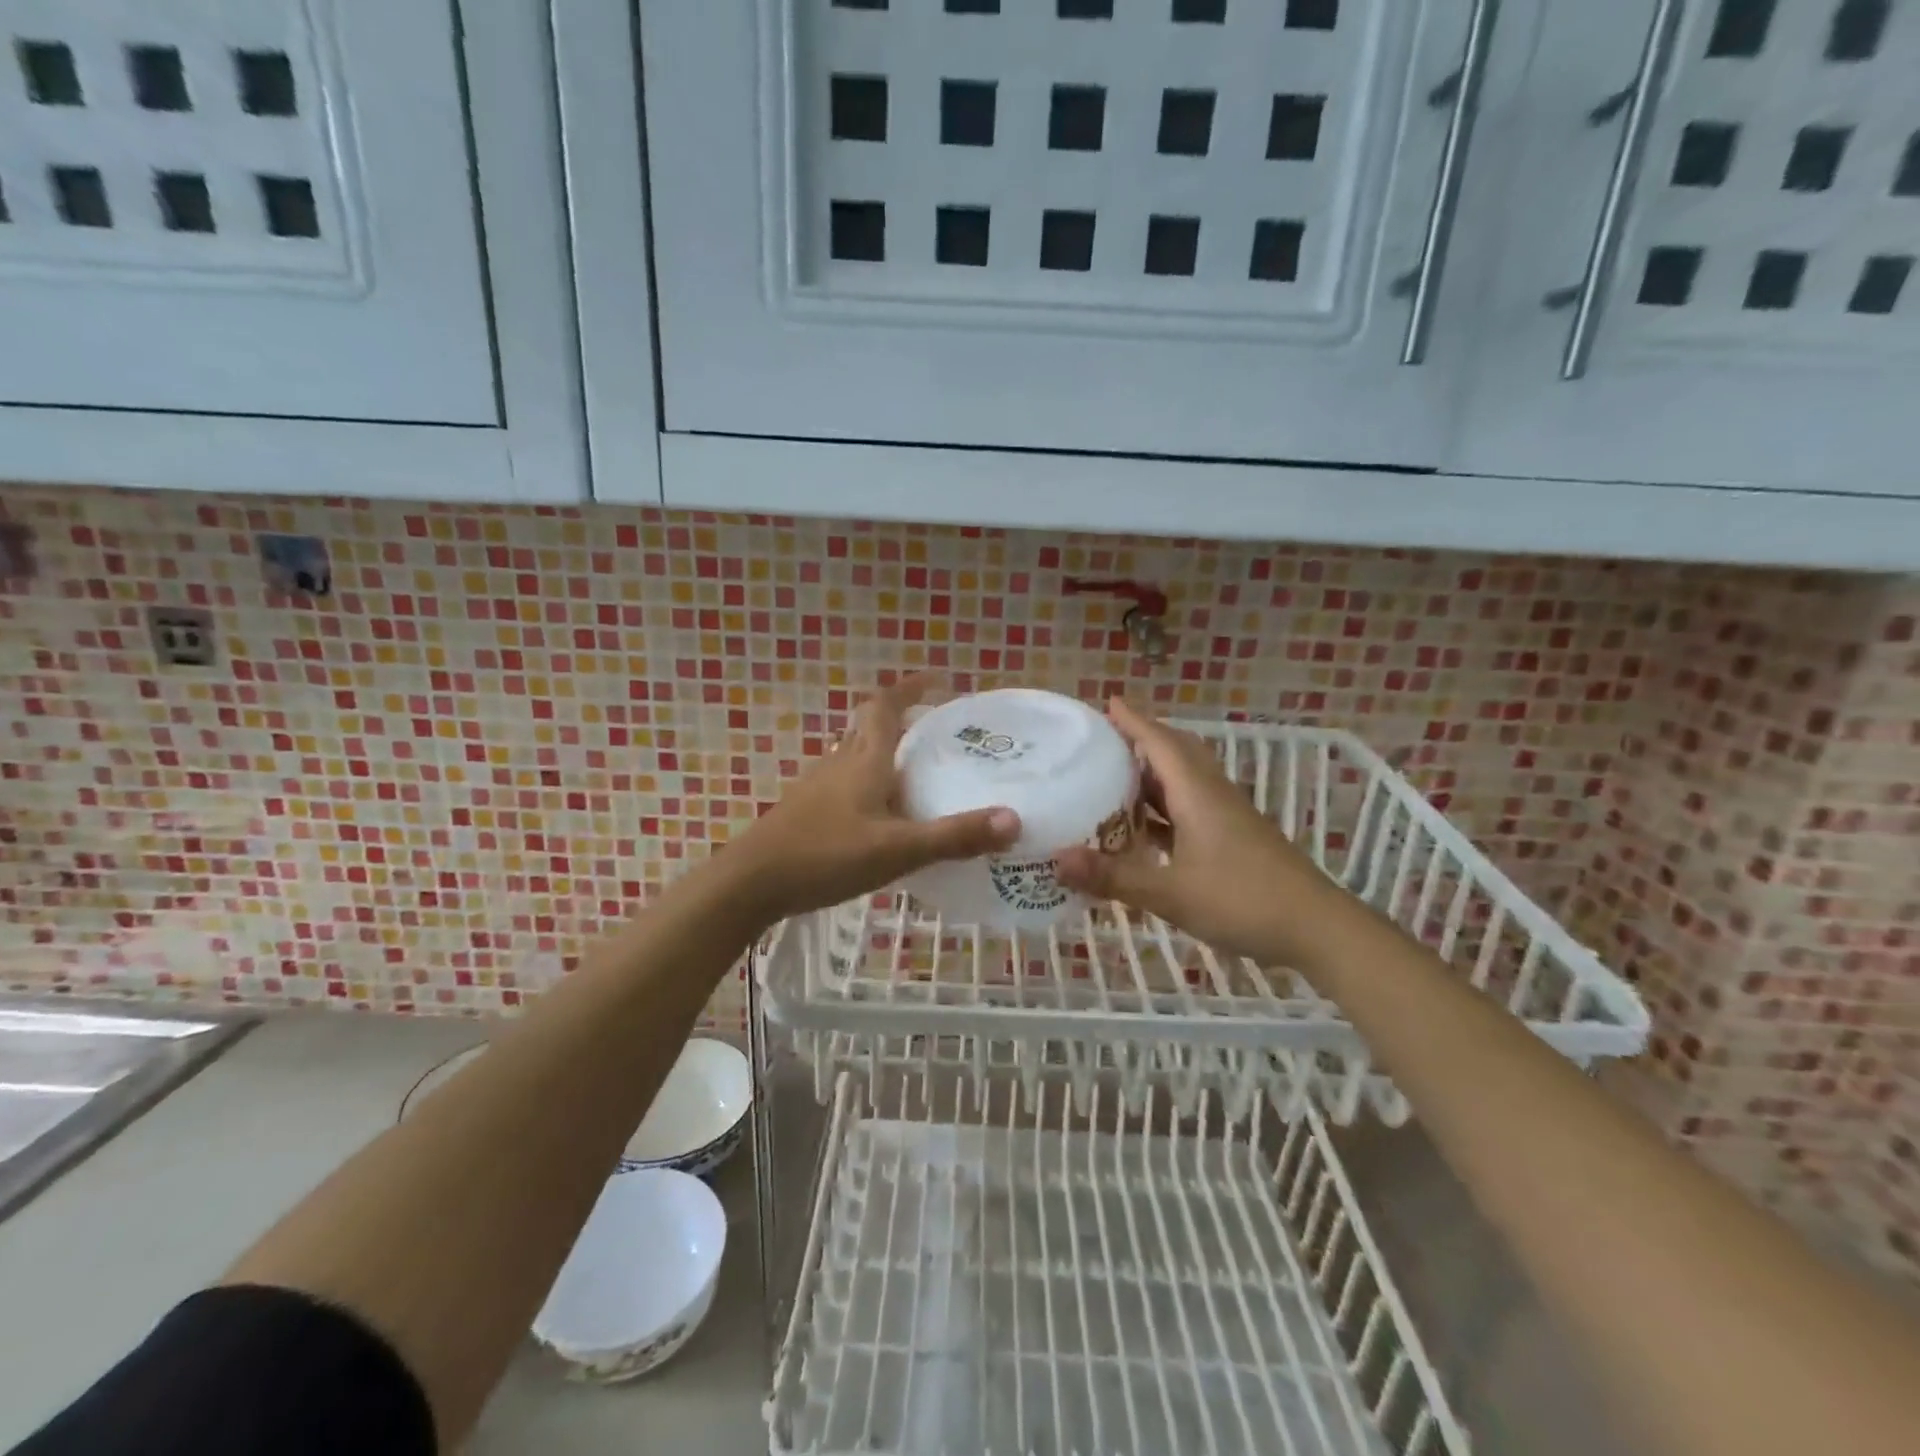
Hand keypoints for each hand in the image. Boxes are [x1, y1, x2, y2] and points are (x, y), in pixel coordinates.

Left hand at [724, 676, 1020, 922]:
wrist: (750, 883)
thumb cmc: (825, 855)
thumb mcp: (897, 848)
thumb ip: (954, 837)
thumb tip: (1014, 820)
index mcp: (864, 760)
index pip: (886, 706)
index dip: (910, 687)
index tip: (938, 679)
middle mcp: (840, 764)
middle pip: (870, 727)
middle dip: (904, 720)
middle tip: (940, 732)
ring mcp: (819, 787)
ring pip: (857, 756)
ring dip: (886, 753)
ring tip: (920, 773)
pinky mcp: (808, 811)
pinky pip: (847, 784)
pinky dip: (871, 784)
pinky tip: (884, 816)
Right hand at [1054, 700, 1336, 965]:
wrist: (1316, 929)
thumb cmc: (1243, 900)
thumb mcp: (1170, 892)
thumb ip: (1113, 877)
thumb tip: (1055, 860)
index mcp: (1197, 793)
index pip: (1160, 743)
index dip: (1133, 722)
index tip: (1107, 702)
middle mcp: (1212, 796)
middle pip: (1176, 753)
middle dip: (1142, 740)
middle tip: (1104, 740)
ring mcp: (1226, 818)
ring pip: (1184, 782)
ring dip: (1151, 775)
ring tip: (1112, 778)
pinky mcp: (1234, 839)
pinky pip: (1190, 809)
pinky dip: (1163, 809)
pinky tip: (1141, 830)